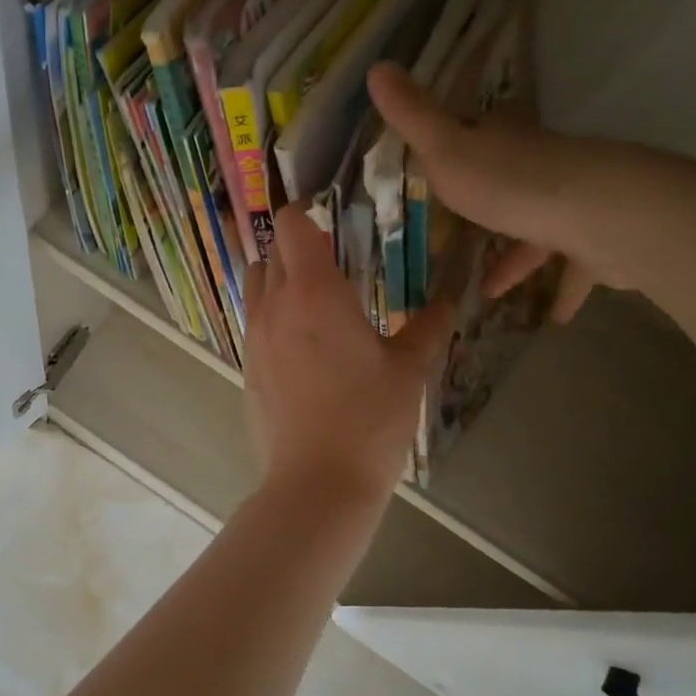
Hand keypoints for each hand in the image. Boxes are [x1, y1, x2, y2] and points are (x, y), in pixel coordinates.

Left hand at [243, 203, 453, 513]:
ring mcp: (253, 336)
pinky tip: (304, 342)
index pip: (290, 224)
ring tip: (316, 299)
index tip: (330, 217)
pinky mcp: (247, 366)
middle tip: (334, 260)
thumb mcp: (408, 370)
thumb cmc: (368, 420)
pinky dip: (272, 313)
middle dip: (297, 245)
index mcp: (312, 292)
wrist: (316, 483)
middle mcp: (274, 305)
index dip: (305, 211)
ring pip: (256, 284)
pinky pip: (254, 320)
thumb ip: (427, 327)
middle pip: (271, 251)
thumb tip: (449, 300)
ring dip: (279, 277)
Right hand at [367, 62, 640, 320]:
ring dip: (518, 257)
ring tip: (491, 290)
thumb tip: (376, 65)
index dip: (455, 144)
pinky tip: (550, 318)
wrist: (601, 216)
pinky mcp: (598, 239)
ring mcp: (572, 202)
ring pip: (540, 226)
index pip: (477, 132)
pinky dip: (563, 290)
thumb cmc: (513, 184)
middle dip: (486, 204)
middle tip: (456, 235)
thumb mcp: (446, 150)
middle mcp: (540, 165)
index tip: (435, 165)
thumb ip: (412, 116)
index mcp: (504, 141)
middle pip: (510, 179)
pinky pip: (575, 268)